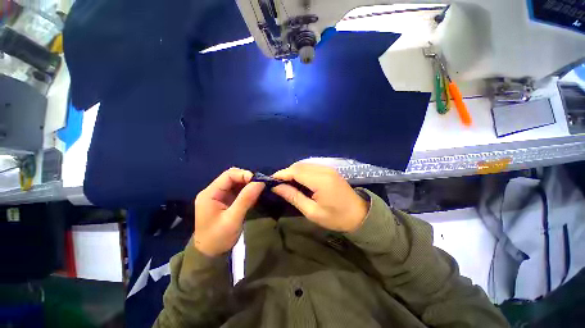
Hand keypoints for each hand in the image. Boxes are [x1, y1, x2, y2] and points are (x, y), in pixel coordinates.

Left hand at [193, 168, 264, 256]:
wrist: (210, 254)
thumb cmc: (218, 238)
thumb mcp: (233, 219)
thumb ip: (246, 199)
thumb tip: (260, 182)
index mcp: (210, 193)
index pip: (228, 175)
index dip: (244, 175)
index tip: (258, 181)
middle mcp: (213, 191)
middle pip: (232, 177)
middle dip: (247, 180)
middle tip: (260, 186)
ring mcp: (219, 196)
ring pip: (236, 183)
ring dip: (248, 185)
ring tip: (259, 191)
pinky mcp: (225, 201)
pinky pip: (238, 191)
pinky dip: (247, 192)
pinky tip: (253, 197)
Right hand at [272, 162, 367, 232]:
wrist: (360, 215)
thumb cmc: (336, 217)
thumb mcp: (312, 212)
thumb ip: (294, 197)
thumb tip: (277, 188)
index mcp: (320, 181)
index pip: (295, 171)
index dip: (281, 174)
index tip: (270, 180)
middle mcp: (324, 170)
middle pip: (299, 166)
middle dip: (286, 173)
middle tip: (278, 184)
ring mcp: (328, 168)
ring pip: (304, 165)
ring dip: (293, 172)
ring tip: (287, 183)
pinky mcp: (329, 170)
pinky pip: (311, 167)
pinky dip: (302, 172)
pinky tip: (299, 181)